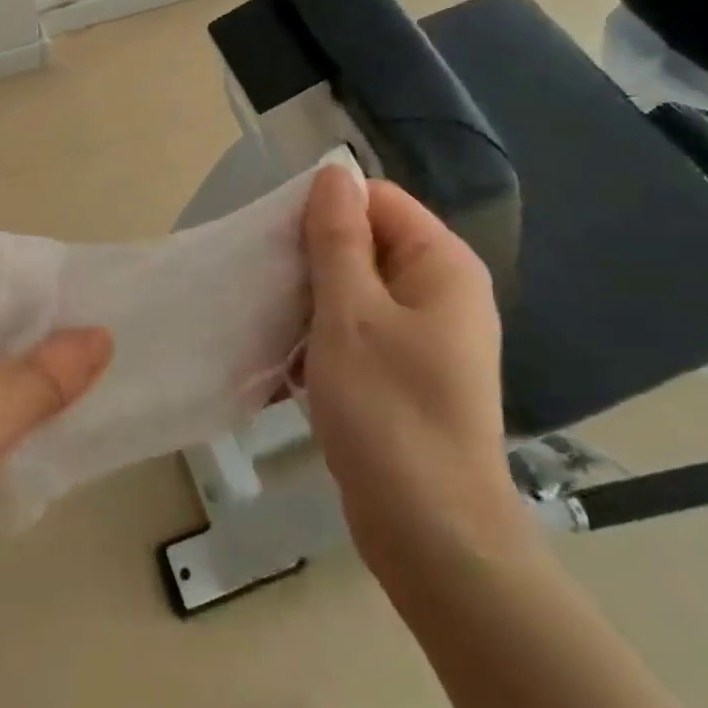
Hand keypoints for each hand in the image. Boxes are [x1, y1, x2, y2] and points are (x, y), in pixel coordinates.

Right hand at [301, 167, 527, 567]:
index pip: (376, 200)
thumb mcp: (350, 313)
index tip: (277, 245)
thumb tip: (333, 170)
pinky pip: (356, 333)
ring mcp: (424, 337)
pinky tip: (288, 366)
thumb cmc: (389, 412)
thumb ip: (338, 237)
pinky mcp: (405, 375)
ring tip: (270, 324)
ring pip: (354, 292)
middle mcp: (441, 292)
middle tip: (266, 286)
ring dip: (310, 302)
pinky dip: (322, 340)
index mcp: (441, 265)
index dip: (324, 212)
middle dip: (312, 260)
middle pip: (365, 244)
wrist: (432, 536)